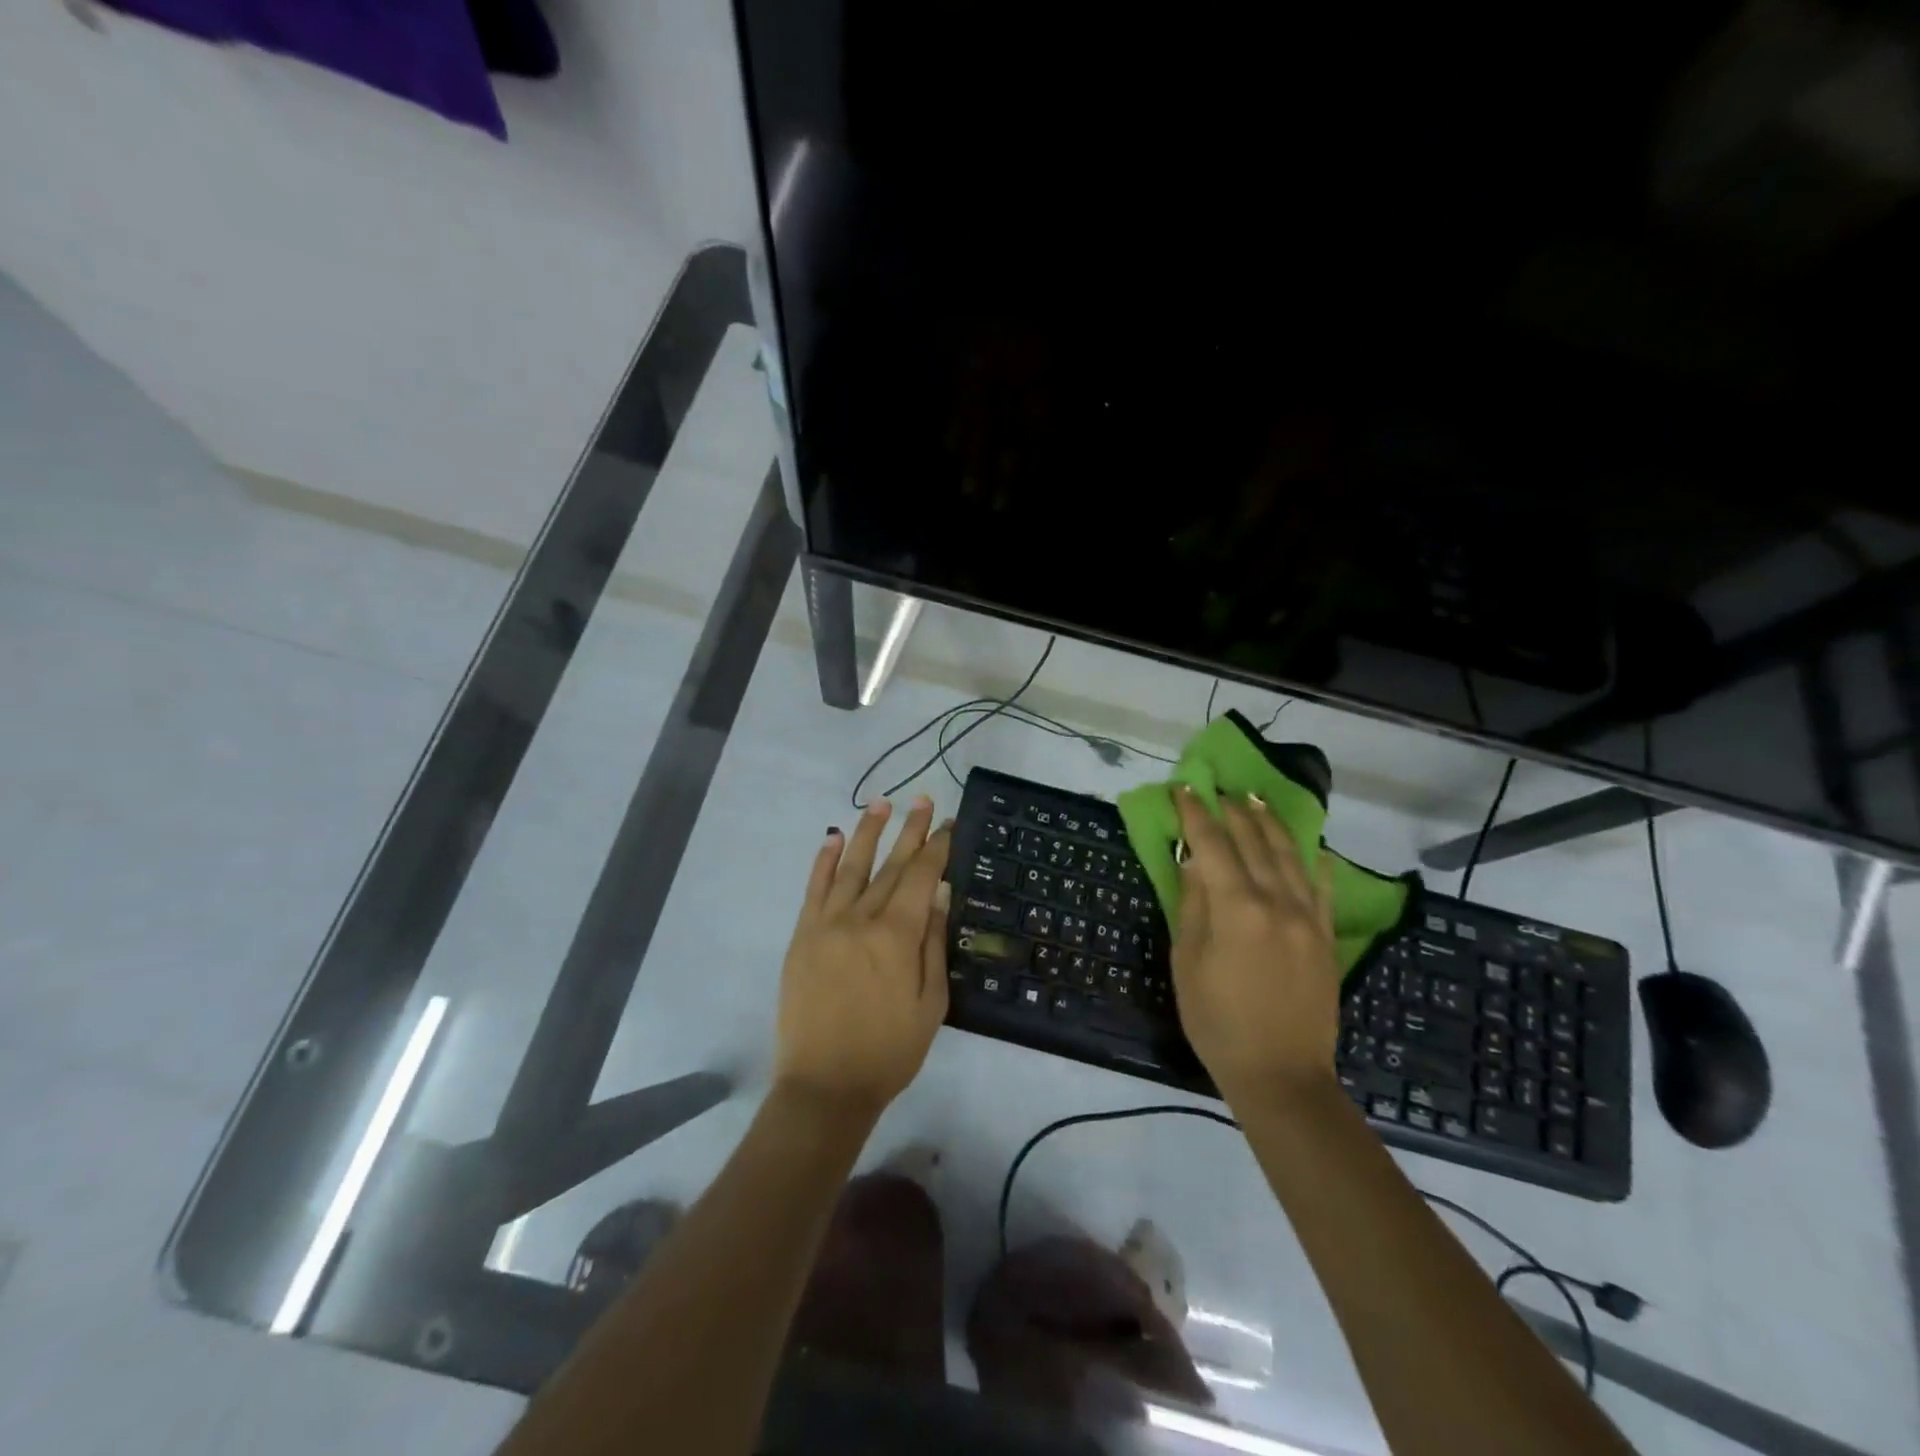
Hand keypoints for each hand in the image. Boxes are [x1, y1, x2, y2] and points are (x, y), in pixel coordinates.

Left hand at [775, 796, 952, 1115]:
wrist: (824, 1086)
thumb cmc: (889, 1051)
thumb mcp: (930, 1003)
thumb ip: (934, 943)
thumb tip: (940, 894)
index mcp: (897, 935)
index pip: (921, 877)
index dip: (936, 847)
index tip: (947, 823)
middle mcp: (861, 918)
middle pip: (890, 865)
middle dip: (909, 830)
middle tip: (921, 799)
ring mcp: (826, 924)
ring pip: (851, 867)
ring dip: (867, 832)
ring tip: (881, 804)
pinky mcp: (803, 936)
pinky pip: (814, 889)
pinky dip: (824, 861)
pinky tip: (833, 838)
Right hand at [1170, 787, 1339, 1101]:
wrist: (1281, 1075)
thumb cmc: (1217, 1021)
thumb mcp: (1187, 962)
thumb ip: (1193, 905)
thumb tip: (1194, 862)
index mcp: (1237, 908)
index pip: (1212, 844)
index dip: (1196, 813)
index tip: (1184, 789)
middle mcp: (1277, 901)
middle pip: (1253, 842)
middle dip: (1232, 811)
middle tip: (1217, 789)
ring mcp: (1308, 917)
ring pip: (1290, 856)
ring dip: (1270, 824)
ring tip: (1255, 801)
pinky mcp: (1326, 937)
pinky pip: (1322, 888)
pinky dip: (1315, 862)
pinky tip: (1313, 847)